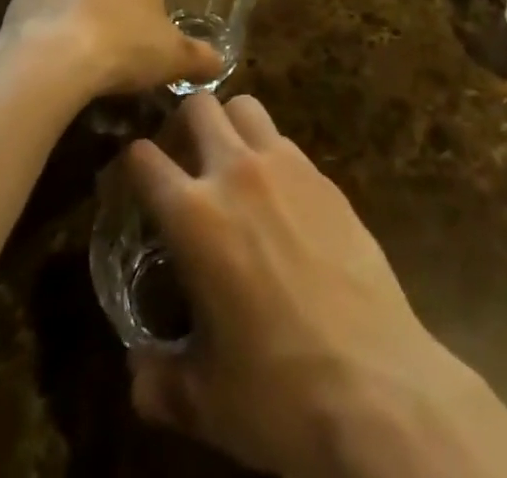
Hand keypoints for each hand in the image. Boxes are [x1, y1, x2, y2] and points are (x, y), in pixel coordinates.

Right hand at [124, 95, 468, 477]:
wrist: (378, 386)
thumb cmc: (279, 393)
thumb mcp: (205, 400)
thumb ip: (157, 379)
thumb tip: (138, 371)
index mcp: (194, 215)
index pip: (143, 158)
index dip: (129, 164)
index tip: (130, 182)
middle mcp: (237, 172)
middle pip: (200, 106)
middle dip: (182, 125)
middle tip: (182, 161)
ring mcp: (287, 167)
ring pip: (247, 107)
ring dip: (229, 126)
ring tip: (230, 166)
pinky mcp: (326, 177)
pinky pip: (286, 141)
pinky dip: (270, 154)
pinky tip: (278, 199)